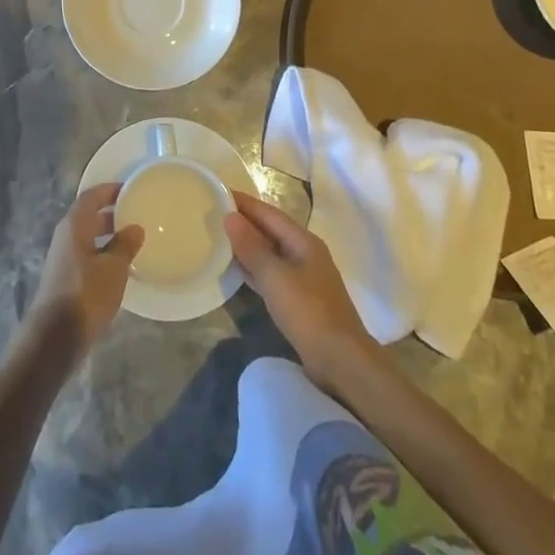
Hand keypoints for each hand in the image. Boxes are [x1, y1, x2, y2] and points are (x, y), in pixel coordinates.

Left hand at [23, 184, 142, 360]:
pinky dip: (103, 255)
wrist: (55, 337)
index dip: (110, 190)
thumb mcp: (113, 268)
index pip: (92, 196)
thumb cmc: (86, 294)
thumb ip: (125, 245)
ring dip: (108, 237)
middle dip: (111, 214)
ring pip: (88, 238)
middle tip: (136, 215)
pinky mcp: (65, 280)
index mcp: (74, 225)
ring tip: (134, 241)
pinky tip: (120, 269)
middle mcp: (66, 237)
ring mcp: (63, 259)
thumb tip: (135, 228)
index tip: (131, 189)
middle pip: (89, 216)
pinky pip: (87, 257)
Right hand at [225, 191, 381, 390]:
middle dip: (245, 222)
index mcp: (304, 241)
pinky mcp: (301, 300)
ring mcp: (305, 278)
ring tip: (219, 239)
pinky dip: (255, 268)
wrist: (342, 362)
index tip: (218, 192)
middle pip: (271, 230)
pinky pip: (273, 274)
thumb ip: (252, 246)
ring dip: (248, 246)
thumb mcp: (275, 277)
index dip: (244, 203)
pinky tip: (238, 271)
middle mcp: (306, 253)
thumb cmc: (308, 312)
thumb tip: (230, 216)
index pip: (269, 213)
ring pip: (271, 253)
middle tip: (212, 215)